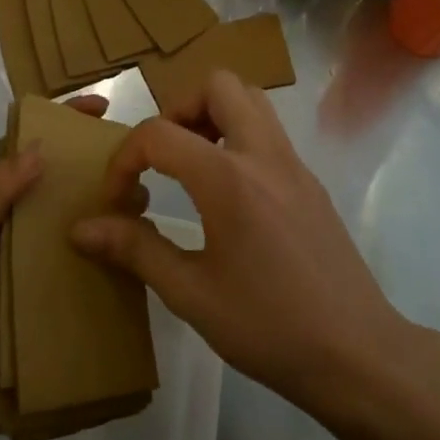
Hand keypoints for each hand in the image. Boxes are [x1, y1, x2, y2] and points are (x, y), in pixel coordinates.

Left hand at [0, 95, 143, 413]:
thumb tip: (40, 149)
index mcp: (1, 203)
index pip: (36, 152)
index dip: (66, 124)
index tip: (102, 107)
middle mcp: (25, 226)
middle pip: (69, 188)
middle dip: (102, 172)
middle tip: (137, 169)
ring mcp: (42, 263)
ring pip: (85, 227)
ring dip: (112, 215)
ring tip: (143, 211)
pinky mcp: (54, 299)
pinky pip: (88, 273)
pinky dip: (112, 263)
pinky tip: (140, 259)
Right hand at [69, 71, 406, 417]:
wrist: (357, 354)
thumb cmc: (268, 327)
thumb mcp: (191, 294)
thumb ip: (135, 250)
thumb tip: (81, 229)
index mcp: (228, 178)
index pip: (159, 134)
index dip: (124, 159)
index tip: (118, 200)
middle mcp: (264, 155)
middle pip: (219, 85)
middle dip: (179, 109)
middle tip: (163, 157)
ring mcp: (294, 165)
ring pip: (252, 101)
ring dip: (213, 115)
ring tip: (191, 167)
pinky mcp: (311, 183)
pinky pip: (269, 133)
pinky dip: (238, 139)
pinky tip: (228, 196)